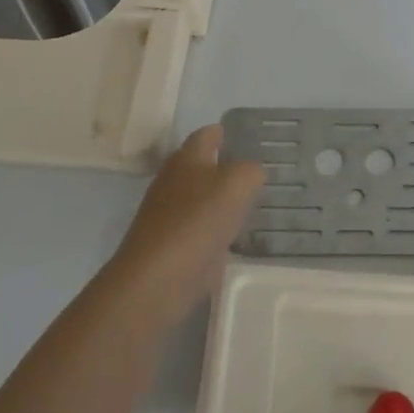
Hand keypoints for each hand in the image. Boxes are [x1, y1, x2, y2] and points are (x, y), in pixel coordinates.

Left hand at [108, 125, 263, 326]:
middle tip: (256, 171)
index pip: (206, 134)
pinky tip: (236, 235)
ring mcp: (169, 214)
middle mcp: (174, 181)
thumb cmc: (197, 221)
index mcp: (186, 159)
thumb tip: (251, 172)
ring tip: (252, 202)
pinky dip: (217, 227)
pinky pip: (200, 227)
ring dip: (222, 198)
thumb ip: (250, 171)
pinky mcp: (172, 245)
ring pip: (201, 197)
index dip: (223, 132)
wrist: (157, 280)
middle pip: (201, 165)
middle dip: (225, 165)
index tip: (244, 135)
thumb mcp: (237, 184)